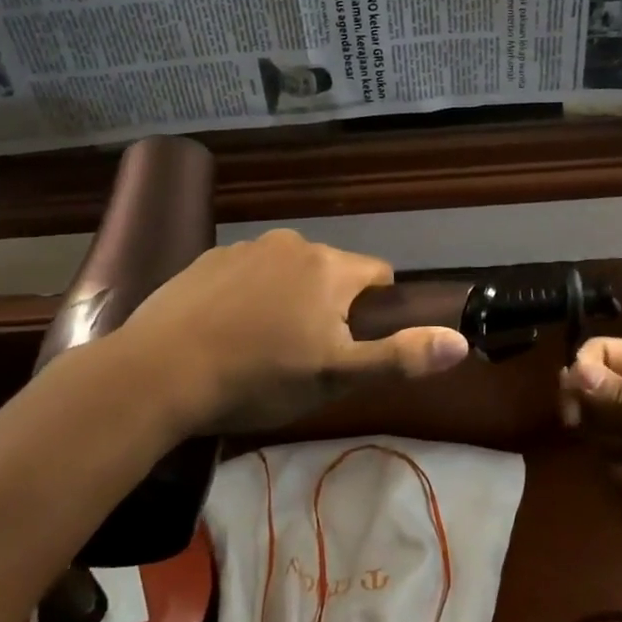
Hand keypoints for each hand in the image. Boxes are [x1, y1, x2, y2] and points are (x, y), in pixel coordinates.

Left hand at [103, 229, 470, 433]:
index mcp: (331, 268)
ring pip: (290, 271)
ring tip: (262, 345)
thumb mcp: (336, 376)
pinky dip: (250, 293)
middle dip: (331, 305)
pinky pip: (249, 271)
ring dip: (290, 297)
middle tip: (305, 354)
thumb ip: (400, 357)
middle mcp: (294, 244)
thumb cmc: (259, 377)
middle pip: (334, 272)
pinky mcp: (209, 258)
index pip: (378, 275)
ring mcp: (247, 247)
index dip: (374, 311)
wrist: (160, 372)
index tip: (351, 345)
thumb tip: (461, 342)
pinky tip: (227, 329)